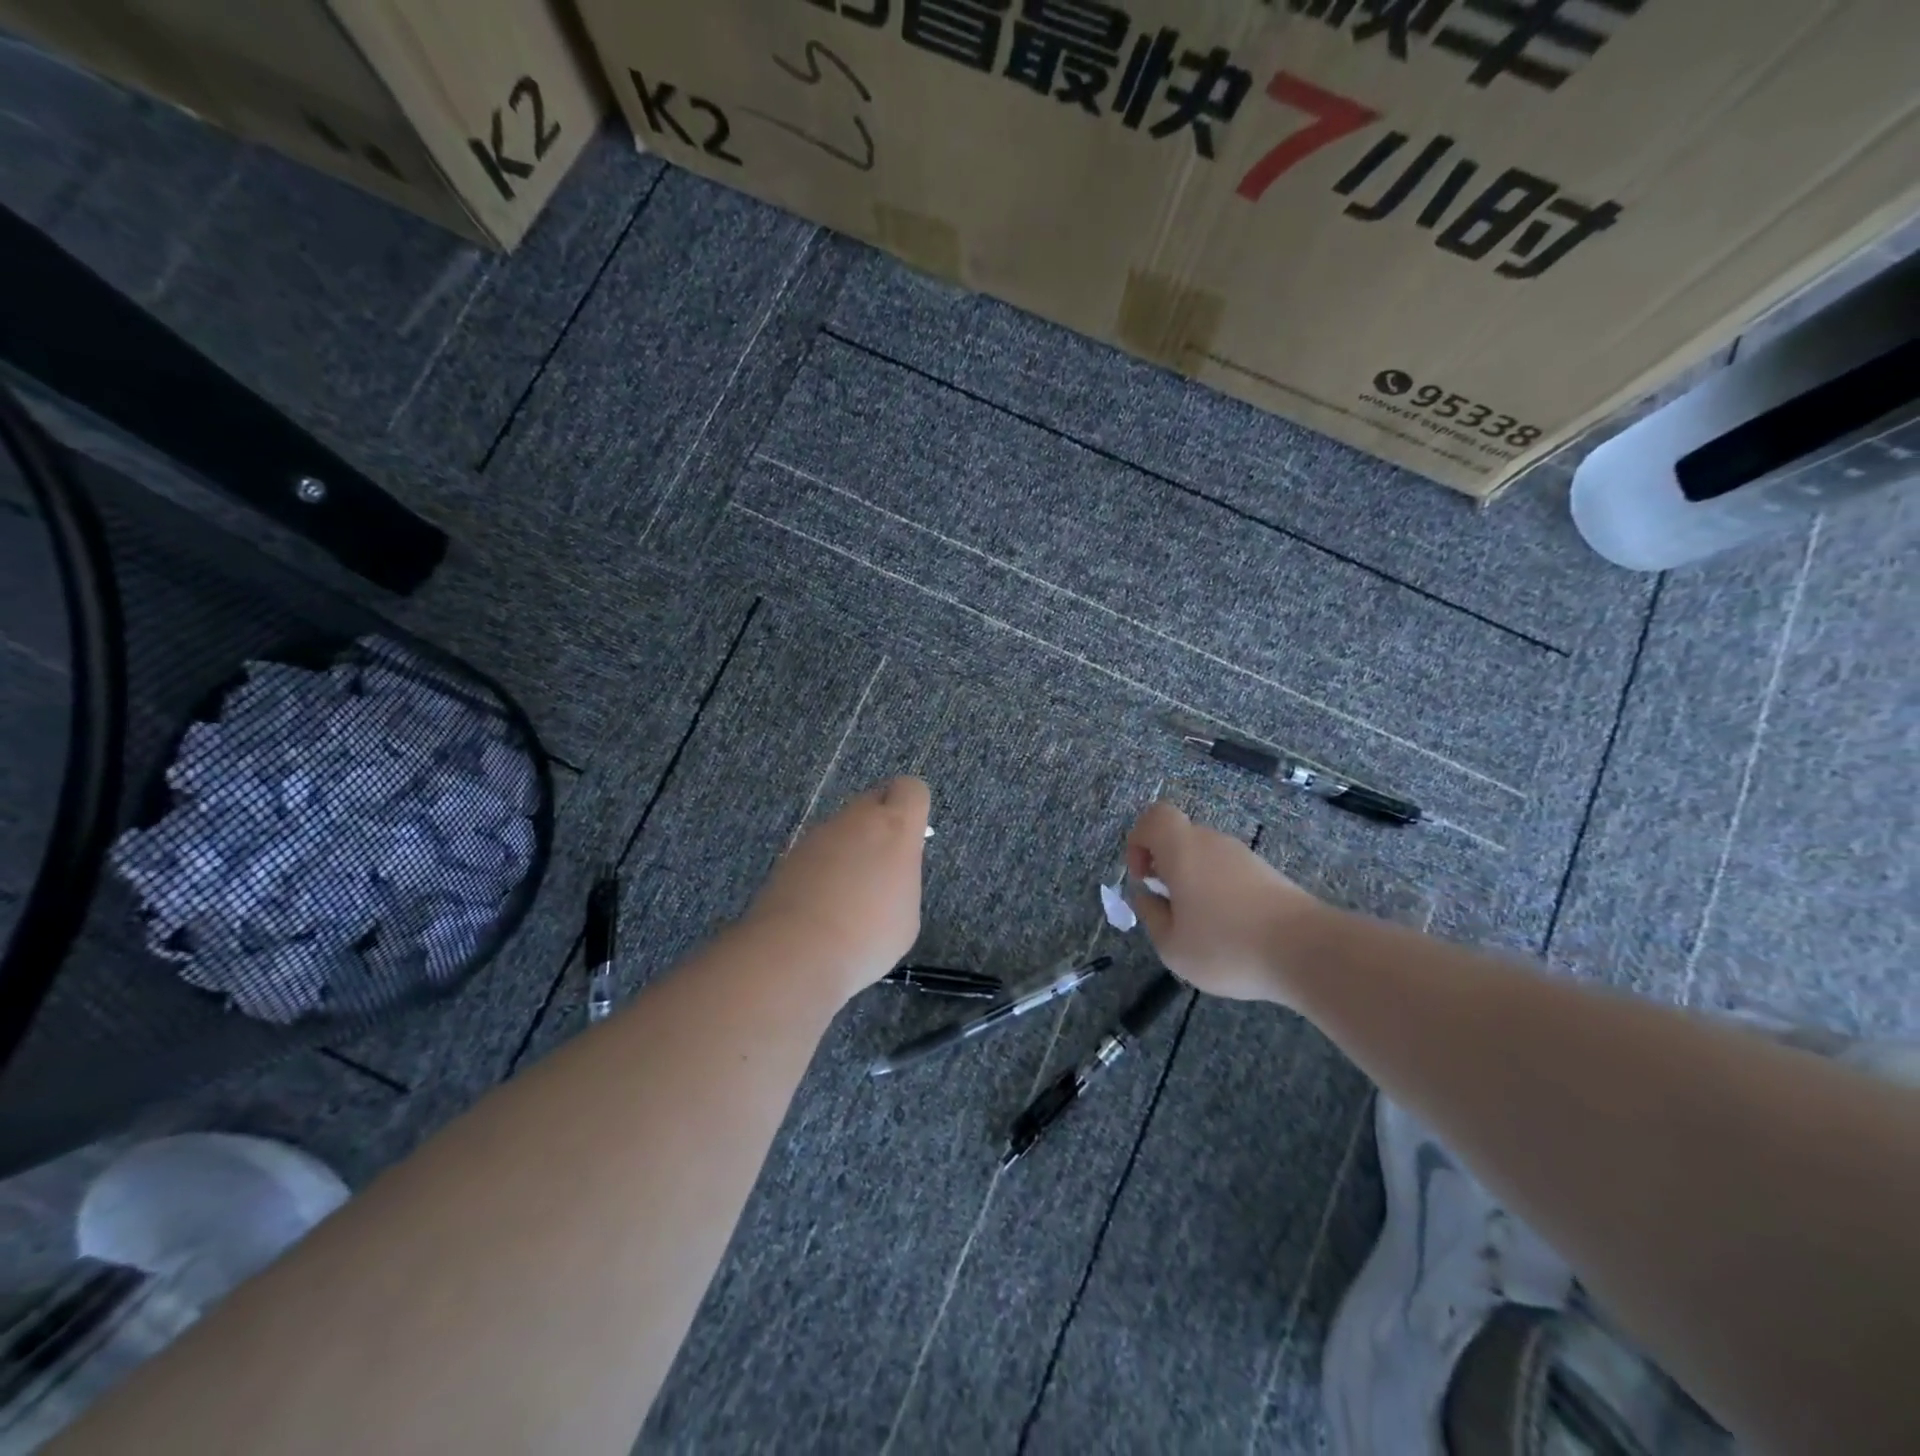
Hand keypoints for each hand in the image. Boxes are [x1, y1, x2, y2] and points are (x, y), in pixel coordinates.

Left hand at [745, 776, 929, 1000]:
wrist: (796, 952)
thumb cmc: (868, 935)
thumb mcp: (907, 914)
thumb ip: (902, 880)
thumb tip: (887, 874)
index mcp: (895, 827)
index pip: (911, 789)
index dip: (912, 808)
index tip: (911, 838)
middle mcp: (855, 820)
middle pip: (874, 802)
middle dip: (880, 827)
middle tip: (882, 869)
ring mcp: (818, 836)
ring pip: (843, 829)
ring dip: (849, 850)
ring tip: (849, 899)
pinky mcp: (790, 856)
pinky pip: (817, 853)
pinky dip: (823, 871)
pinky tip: (822, 908)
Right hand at [1124, 800, 1325, 1003]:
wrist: (1308, 952)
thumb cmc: (1227, 946)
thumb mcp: (1172, 945)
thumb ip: (1151, 915)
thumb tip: (1146, 895)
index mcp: (1183, 849)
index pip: (1154, 817)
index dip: (1138, 841)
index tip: (1143, 877)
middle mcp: (1213, 842)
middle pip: (1179, 838)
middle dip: (1165, 866)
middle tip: (1169, 906)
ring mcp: (1244, 856)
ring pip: (1205, 857)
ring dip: (1193, 882)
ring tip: (1201, 926)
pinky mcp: (1268, 874)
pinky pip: (1229, 873)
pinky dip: (1220, 893)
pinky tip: (1230, 930)